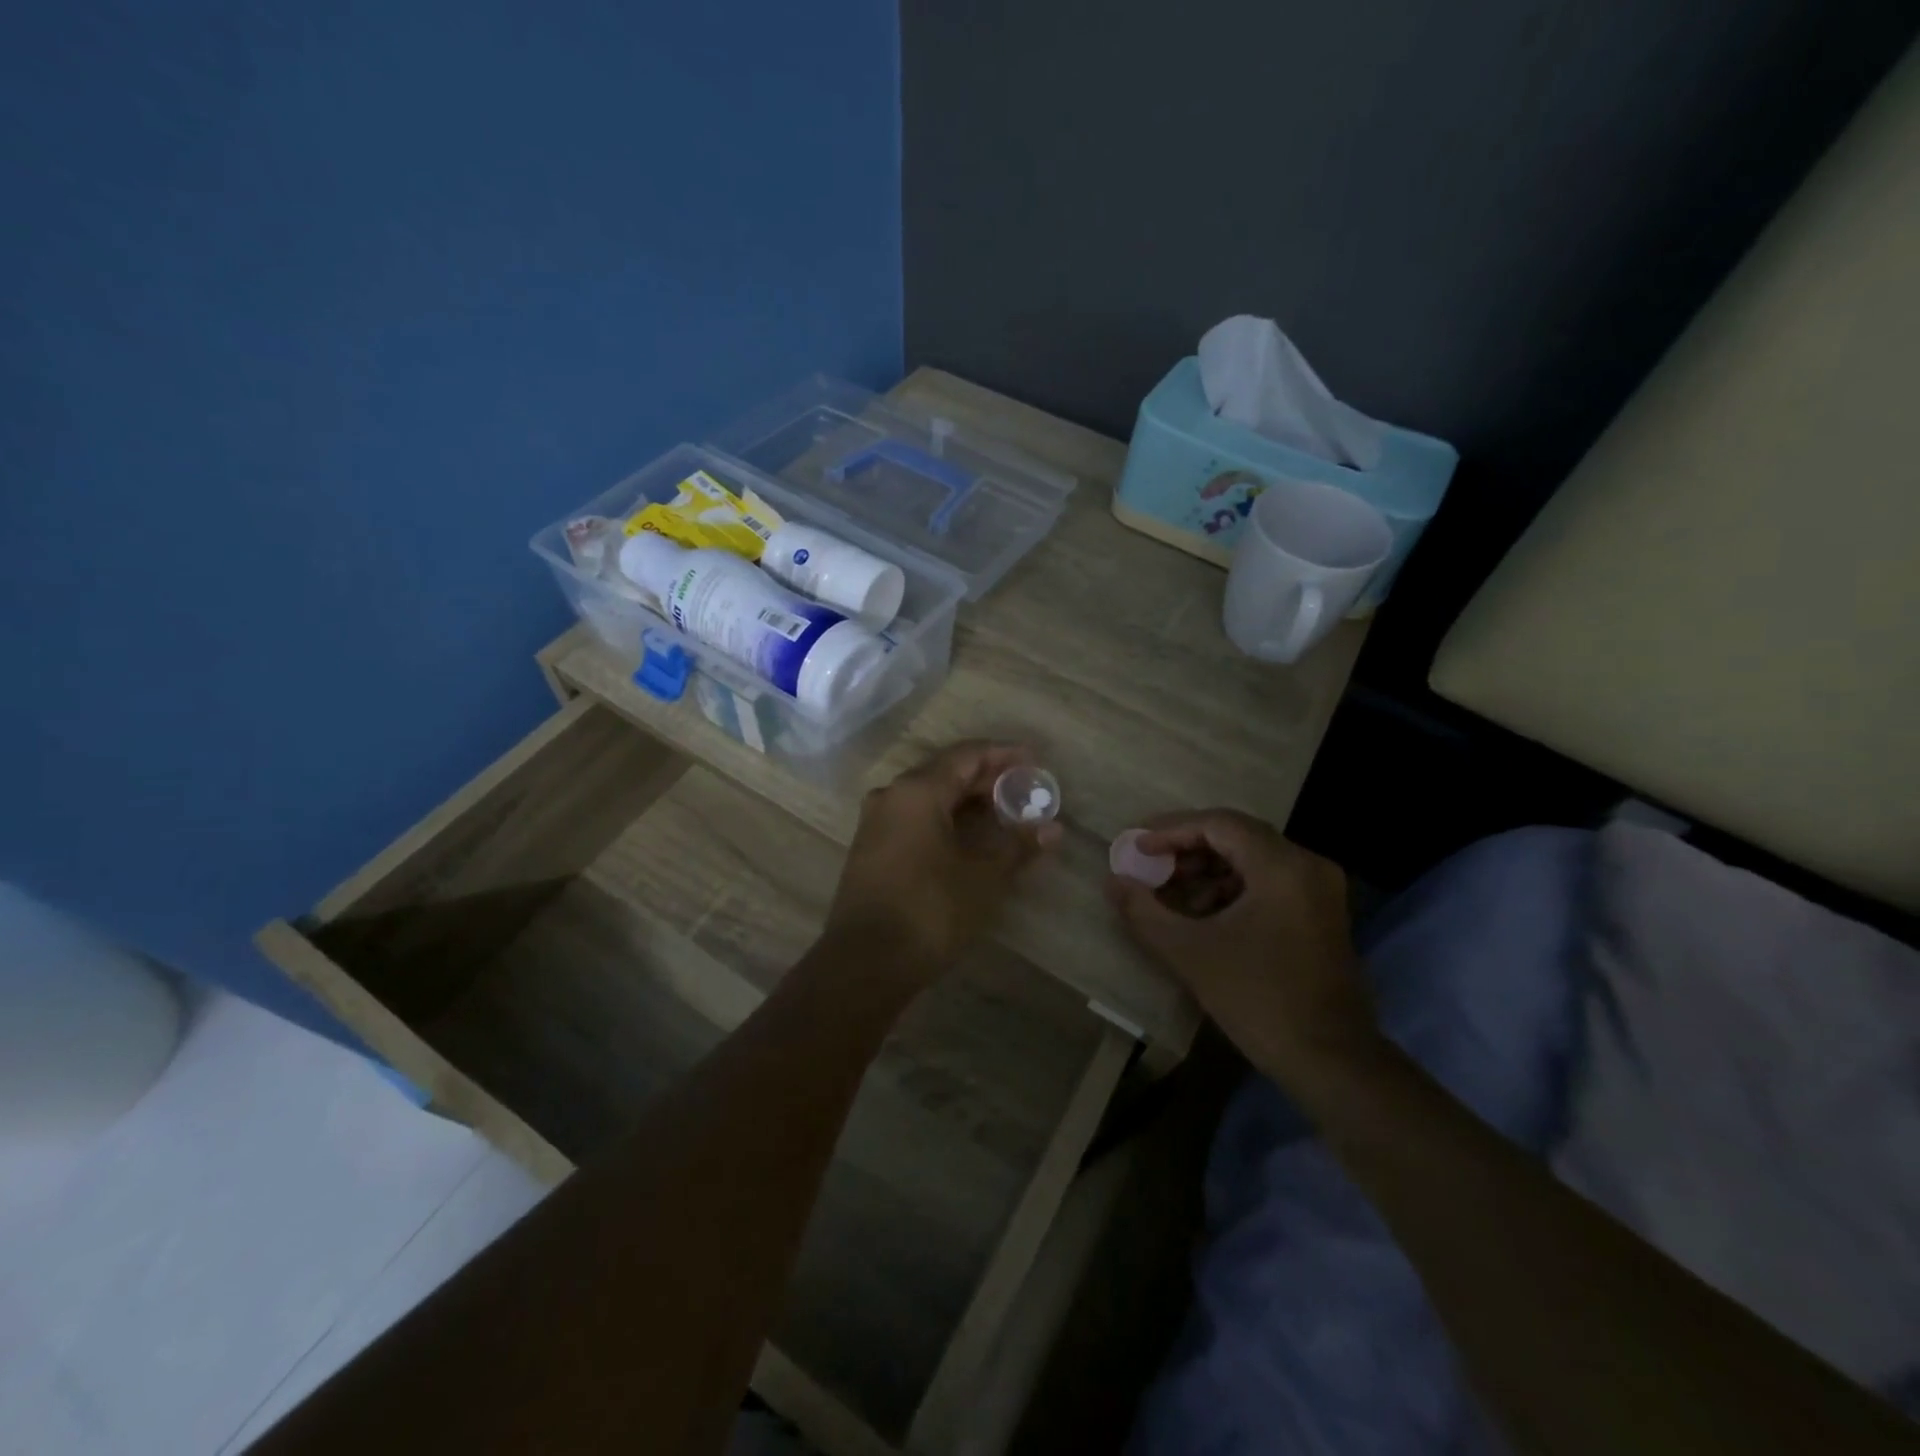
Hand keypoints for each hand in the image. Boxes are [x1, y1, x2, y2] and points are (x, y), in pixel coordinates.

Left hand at [825, 741, 1060, 975]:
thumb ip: (1018, 846)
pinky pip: (914, 817)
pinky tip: (969, 838)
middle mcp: (892, 795)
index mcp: (917, 791)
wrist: (865, 963)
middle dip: (987, 779)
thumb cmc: (930, 910)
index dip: (1004, 755)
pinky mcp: (871, 848)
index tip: (1034, 761)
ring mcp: (876, 822)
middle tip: (1024, 791)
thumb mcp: (984, 877)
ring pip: (929, 796)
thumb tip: (1053, 829)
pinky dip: (946, 819)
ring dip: (966, 801)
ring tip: (1003, 814)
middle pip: (946, 772)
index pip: (967, 755)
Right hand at [1105, 810, 1375, 1084]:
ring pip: (1252, 858)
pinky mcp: (1320, 912)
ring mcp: (1319, 889)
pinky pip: (1268, 880)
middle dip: (1187, 849)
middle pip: (1237, 836)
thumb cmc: (1258, 1000)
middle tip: (1150, 866)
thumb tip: (1112, 880)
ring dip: (1207, 870)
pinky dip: (1232, 888)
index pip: (1219, 824)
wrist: (1332, 1062)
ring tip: (1170, 895)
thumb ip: (1144, 910)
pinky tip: (1204, 915)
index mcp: (1282, 867)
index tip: (1137, 847)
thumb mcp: (1190, 953)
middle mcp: (1307, 865)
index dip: (1171, 830)